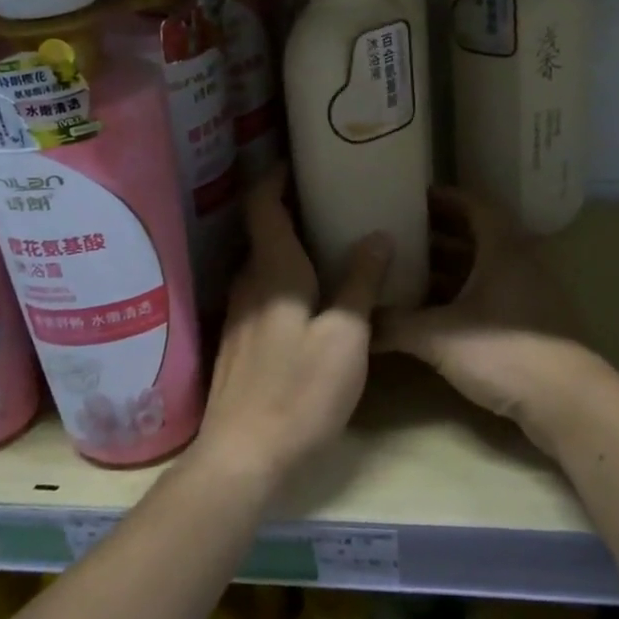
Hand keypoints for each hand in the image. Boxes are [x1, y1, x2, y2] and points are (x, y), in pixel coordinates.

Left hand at [194, 169, 390, 489]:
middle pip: (263, 229)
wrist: (243, 458)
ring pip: (264, 262)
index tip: (300, 160)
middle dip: (291, 207)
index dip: (275, 176)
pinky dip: (286, 275)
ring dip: (290, 243)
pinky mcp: (241, 341)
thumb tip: (378, 236)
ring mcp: (240, 314)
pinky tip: (313, 292)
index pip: (262, 204)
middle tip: (332, 197)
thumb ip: (361, 283)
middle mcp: (249, 282)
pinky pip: (264, 289)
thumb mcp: (345, 336)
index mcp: (273, 270)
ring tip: (330, 238)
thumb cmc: (299, 390)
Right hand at [376, 188, 604, 455]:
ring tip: (407, 270)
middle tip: (398, 233)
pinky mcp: (530, 324)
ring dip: (448, 268)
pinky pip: (489, 294)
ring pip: (482, 268)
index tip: (410, 197)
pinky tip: (432, 311)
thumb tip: (356, 322)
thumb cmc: (504, 352)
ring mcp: (527, 293)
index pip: (473, 205)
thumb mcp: (440, 336)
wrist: (567, 402)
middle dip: (437, 234)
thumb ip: (395, 325)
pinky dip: (460, 295)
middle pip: (475, 236)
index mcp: (502, 247)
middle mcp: (518, 261)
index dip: (443, 198)